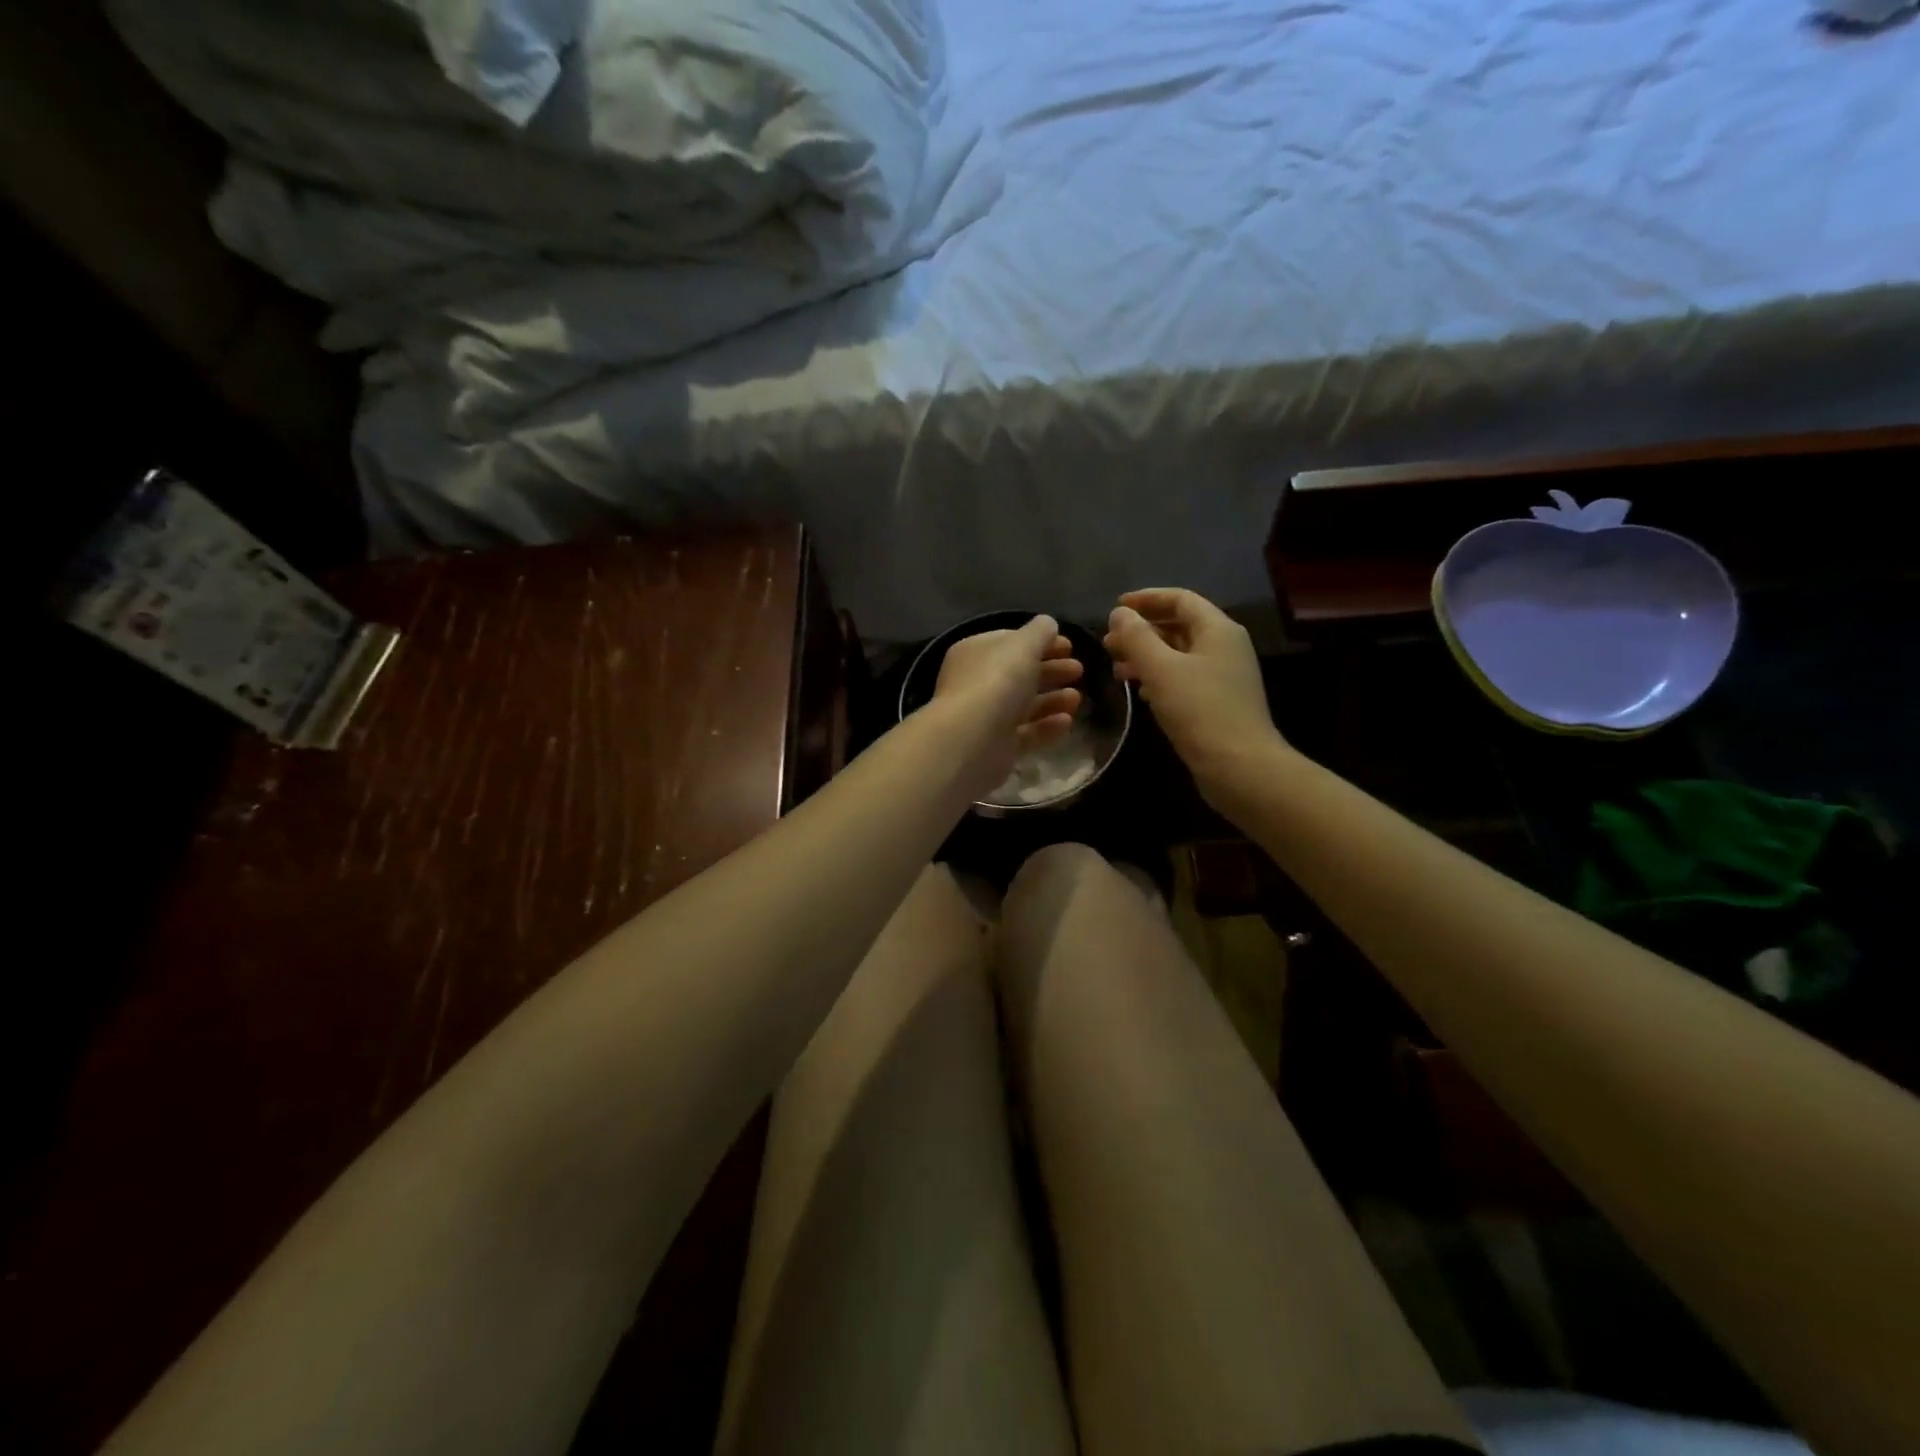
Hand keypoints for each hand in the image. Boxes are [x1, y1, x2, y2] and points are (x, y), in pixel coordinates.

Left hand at [932, 616, 1083, 792]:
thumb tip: (1048, 624)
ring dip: (1053, 699)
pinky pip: (1026, 733)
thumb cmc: (997, 681)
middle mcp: (976, 683)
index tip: (1069, 646)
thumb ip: (1039, 632)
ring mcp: (985, 717)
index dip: (1040, 641)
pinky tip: (1067, 721)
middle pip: (1019, 673)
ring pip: (1024, 705)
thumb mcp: (1022, 645)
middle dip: (1050, 670)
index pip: (1010, 642)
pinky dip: (1047, 726)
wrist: (972, 740)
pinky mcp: (997, 747)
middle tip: (1079, 670)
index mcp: (975, 653)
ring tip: (1077, 698)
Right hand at [1104, 589, 1282, 796]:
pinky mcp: (1218, 701)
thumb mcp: (1161, 670)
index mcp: (1217, 629)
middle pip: (1179, 625)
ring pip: (1179, 654)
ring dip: (1147, 656)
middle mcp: (1225, 646)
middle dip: (1142, 631)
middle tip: (1108, 643)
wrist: (1240, 767)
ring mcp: (1224, 675)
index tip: (1114, 609)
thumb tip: (1120, 614)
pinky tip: (1140, 692)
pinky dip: (1159, 678)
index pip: (1180, 599)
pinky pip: (1184, 678)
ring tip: (1117, 669)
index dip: (1146, 599)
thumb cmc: (1200, 711)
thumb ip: (1137, 638)